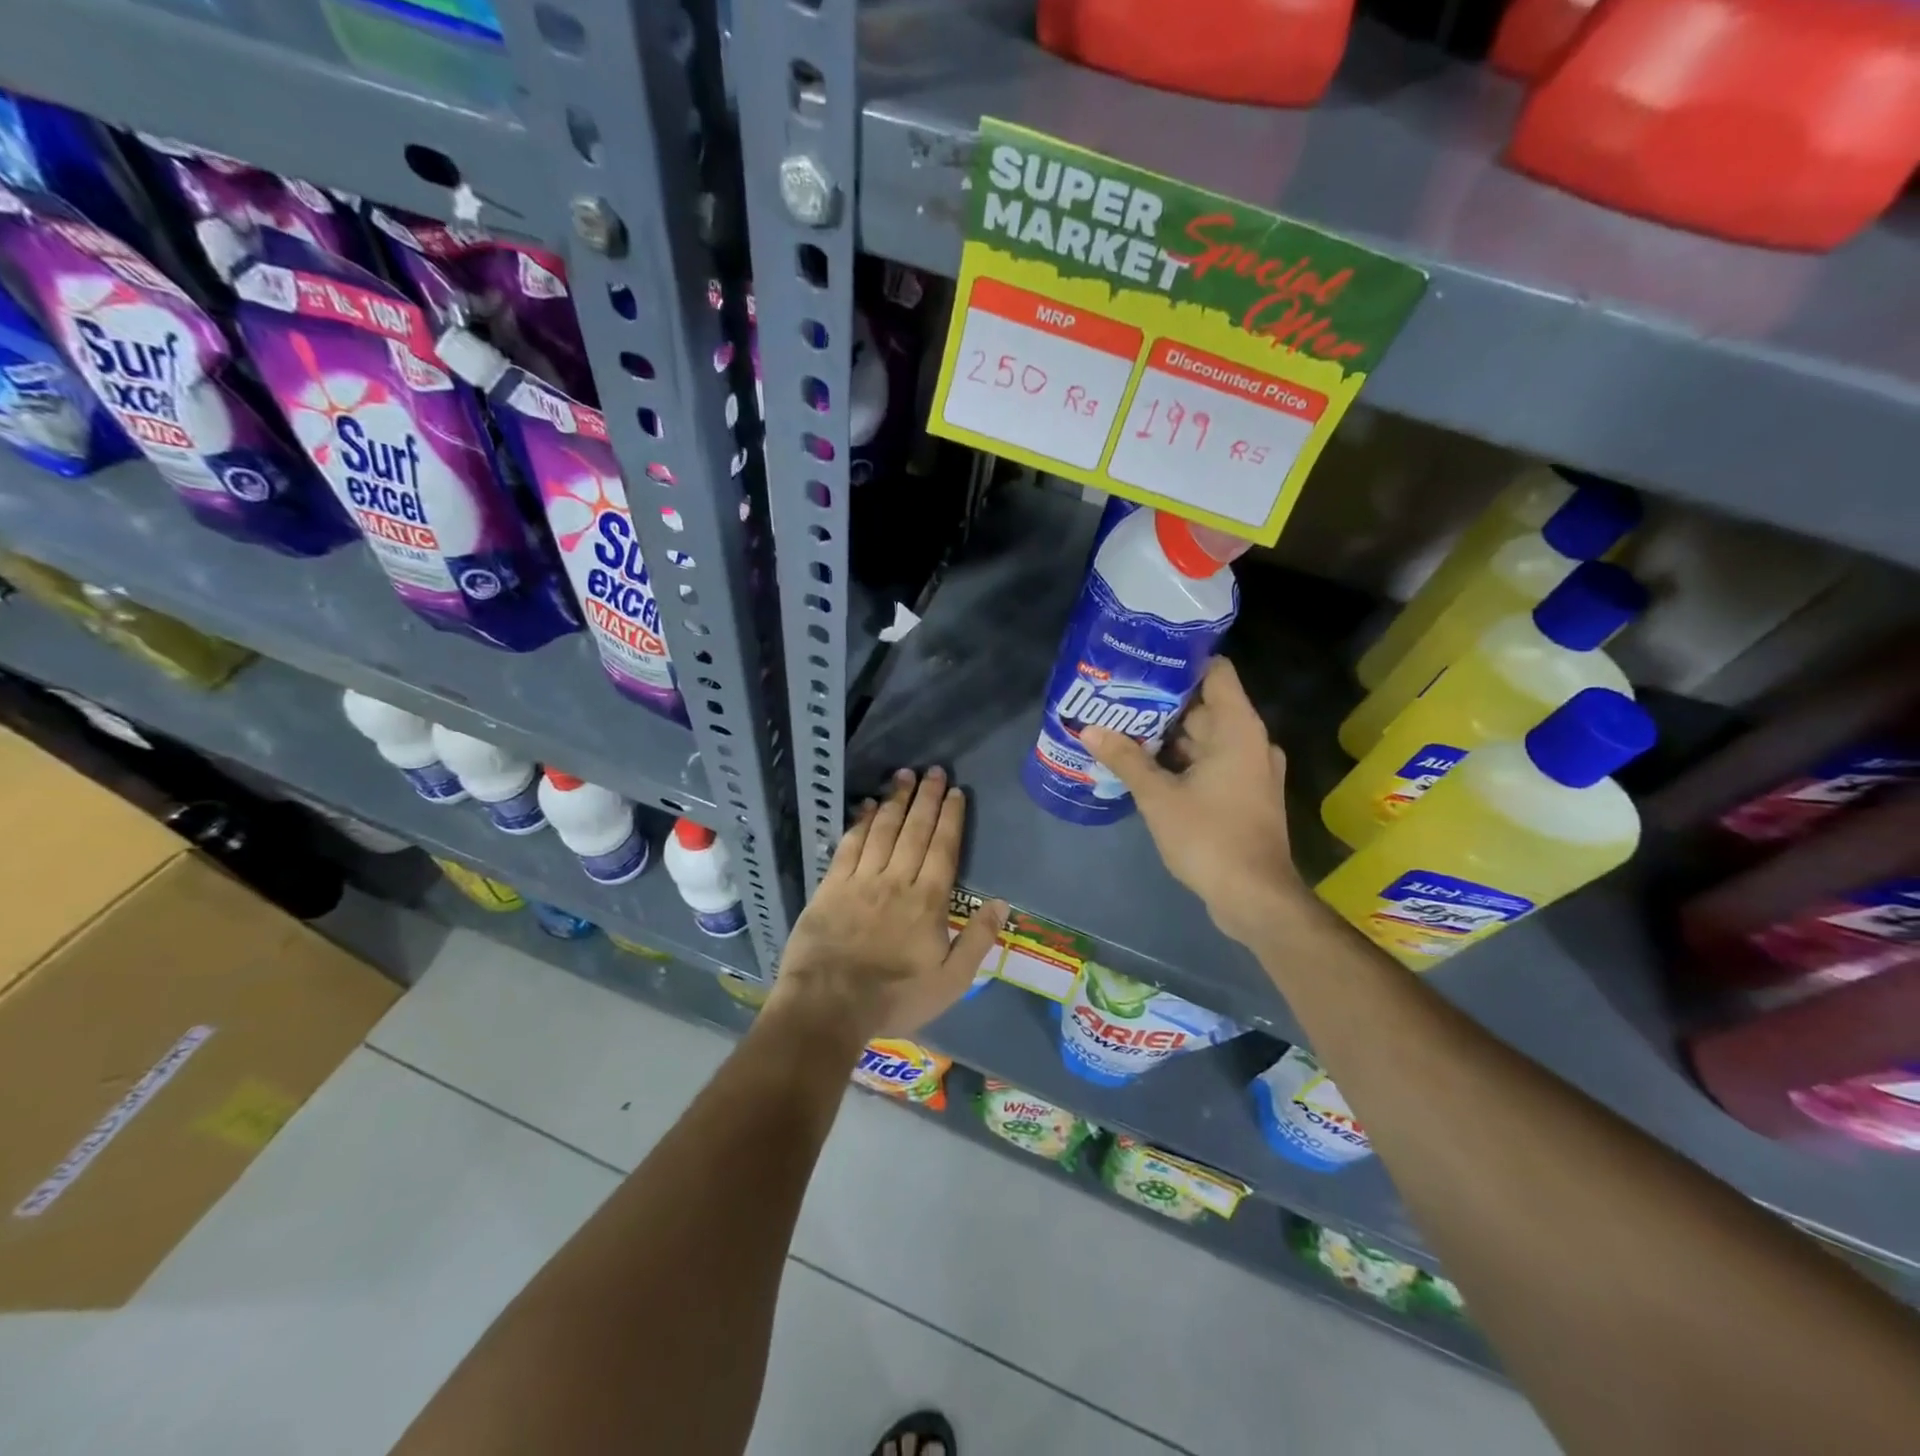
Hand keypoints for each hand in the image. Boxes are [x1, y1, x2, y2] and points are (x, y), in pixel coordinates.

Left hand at [770, 766, 1007, 1042]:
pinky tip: (865, 805)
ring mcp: (861, 880)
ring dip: (895, 801)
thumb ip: (978, 940)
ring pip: (882, 830)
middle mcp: (896, 880)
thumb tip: (1002, 903)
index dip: (950, 818)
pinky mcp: (831, 886)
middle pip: (915, 830)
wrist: (829, 1004)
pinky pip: (849, 845)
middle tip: (934, 771)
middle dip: (926, 798)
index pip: (943, 848)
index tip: (956, 792)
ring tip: (904, 775)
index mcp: (928, 901)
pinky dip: (859, 822)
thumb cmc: (895, 997)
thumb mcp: (951, 981)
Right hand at [1082, 657, 1306, 946]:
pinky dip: (1181, 761)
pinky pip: (1210, 763)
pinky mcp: (1244, 794)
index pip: (1216, 672)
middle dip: (1161, 704)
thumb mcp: (1158, 797)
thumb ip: (1125, 759)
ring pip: (1204, 738)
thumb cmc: (1209, 837)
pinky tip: (1143, 765)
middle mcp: (1250, 741)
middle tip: (1117, 698)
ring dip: (1167, 736)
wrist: (1254, 897)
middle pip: (1204, 706)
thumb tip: (1089, 729)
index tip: (1143, 662)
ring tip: (1121, 728)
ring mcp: (1250, 769)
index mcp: (1238, 729)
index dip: (1181, 662)